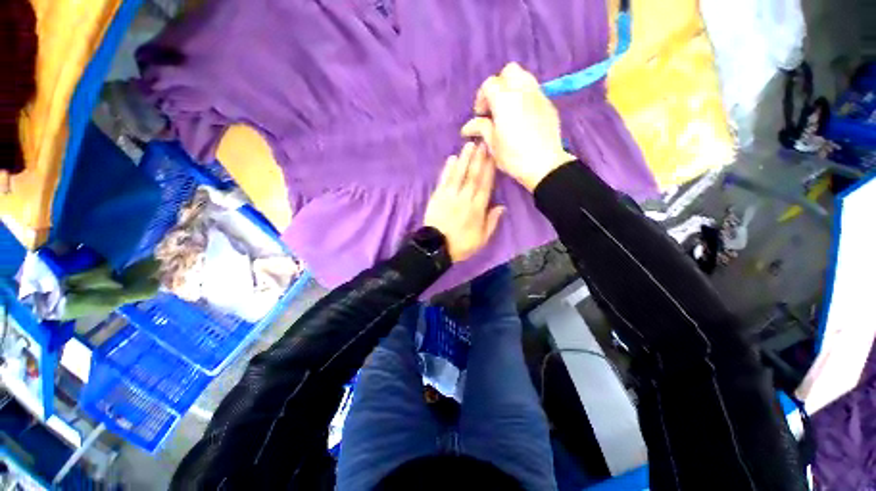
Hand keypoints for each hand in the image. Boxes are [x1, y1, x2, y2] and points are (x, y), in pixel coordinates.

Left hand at [424, 142, 504, 262]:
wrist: (436, 248)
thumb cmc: (461, 245)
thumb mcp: (482, 239)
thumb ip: (492, 222)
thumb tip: (502, 207)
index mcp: (477, 209)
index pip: (485, 185)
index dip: (490, 170)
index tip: (494, 156)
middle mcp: (464, 199)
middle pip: (473, 176)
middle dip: (479, 159)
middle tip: (483, 142)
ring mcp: (449, 196)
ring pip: (459, 175)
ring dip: (464, 159)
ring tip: (470, 145)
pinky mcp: (437, 197)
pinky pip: (443, 181)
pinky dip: (447, 170)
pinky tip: (452, 159)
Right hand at [461, 62, 576, 191]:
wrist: (544, 165)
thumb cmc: (514, 156)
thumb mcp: (492, 144)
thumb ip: (481, 128)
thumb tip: (468, 126)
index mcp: (505, 100)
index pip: (489, 84)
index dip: (481, 97)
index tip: (481, 114)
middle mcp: (522, 90)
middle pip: (509, 71)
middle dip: (499, 85)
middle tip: (495, 106)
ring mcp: (538, 95)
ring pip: (524, 77)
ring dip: (513, 87)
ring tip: (509, 109)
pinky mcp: (548, 104)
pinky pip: (534, 91)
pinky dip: (525, 97)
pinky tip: (523, 116)